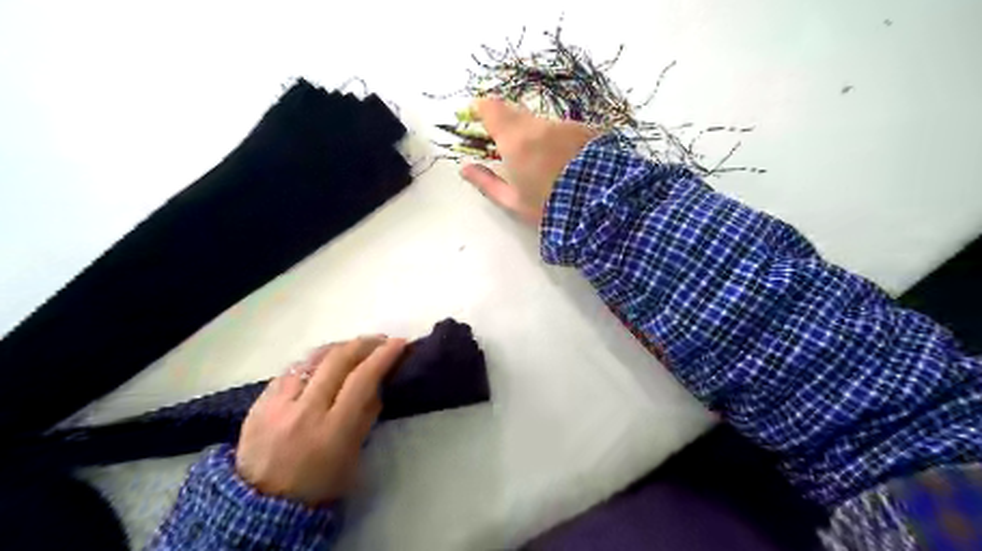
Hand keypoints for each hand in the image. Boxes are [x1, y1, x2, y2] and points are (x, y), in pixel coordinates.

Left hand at [233, 333, 406, 504]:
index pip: (362, 379)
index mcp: (332, 431)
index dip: (383, 356)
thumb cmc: (318, 485)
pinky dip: (313, 362)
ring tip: (353, 348)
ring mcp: (277, 404)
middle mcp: (303, 411)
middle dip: (363, 343)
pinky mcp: (259, 402)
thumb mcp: (352, 456)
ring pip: (312, 358)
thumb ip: (366, 416)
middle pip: (337, 359)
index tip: (399, 343)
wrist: (259, 507)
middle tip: (380, 341)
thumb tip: (378, 382)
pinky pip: (291, 370)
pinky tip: (323, 364)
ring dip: (338, 348)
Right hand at [461, 97, 598, 225]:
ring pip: (541, 123)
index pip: (491, 108)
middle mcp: (538, 125)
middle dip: (508, 125)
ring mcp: (564, 125)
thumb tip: (465, 168)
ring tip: (543, 164)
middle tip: (508, 149)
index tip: (477, 119)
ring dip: (536, 136)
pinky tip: (565, 163)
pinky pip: (562, 130)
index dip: (481, 110)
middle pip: (515, 113)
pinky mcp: (585, 130)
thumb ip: (486, 182)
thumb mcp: (513, 201)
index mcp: (515, 140)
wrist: (600, 206)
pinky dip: (557, 140)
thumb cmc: (549, 207)